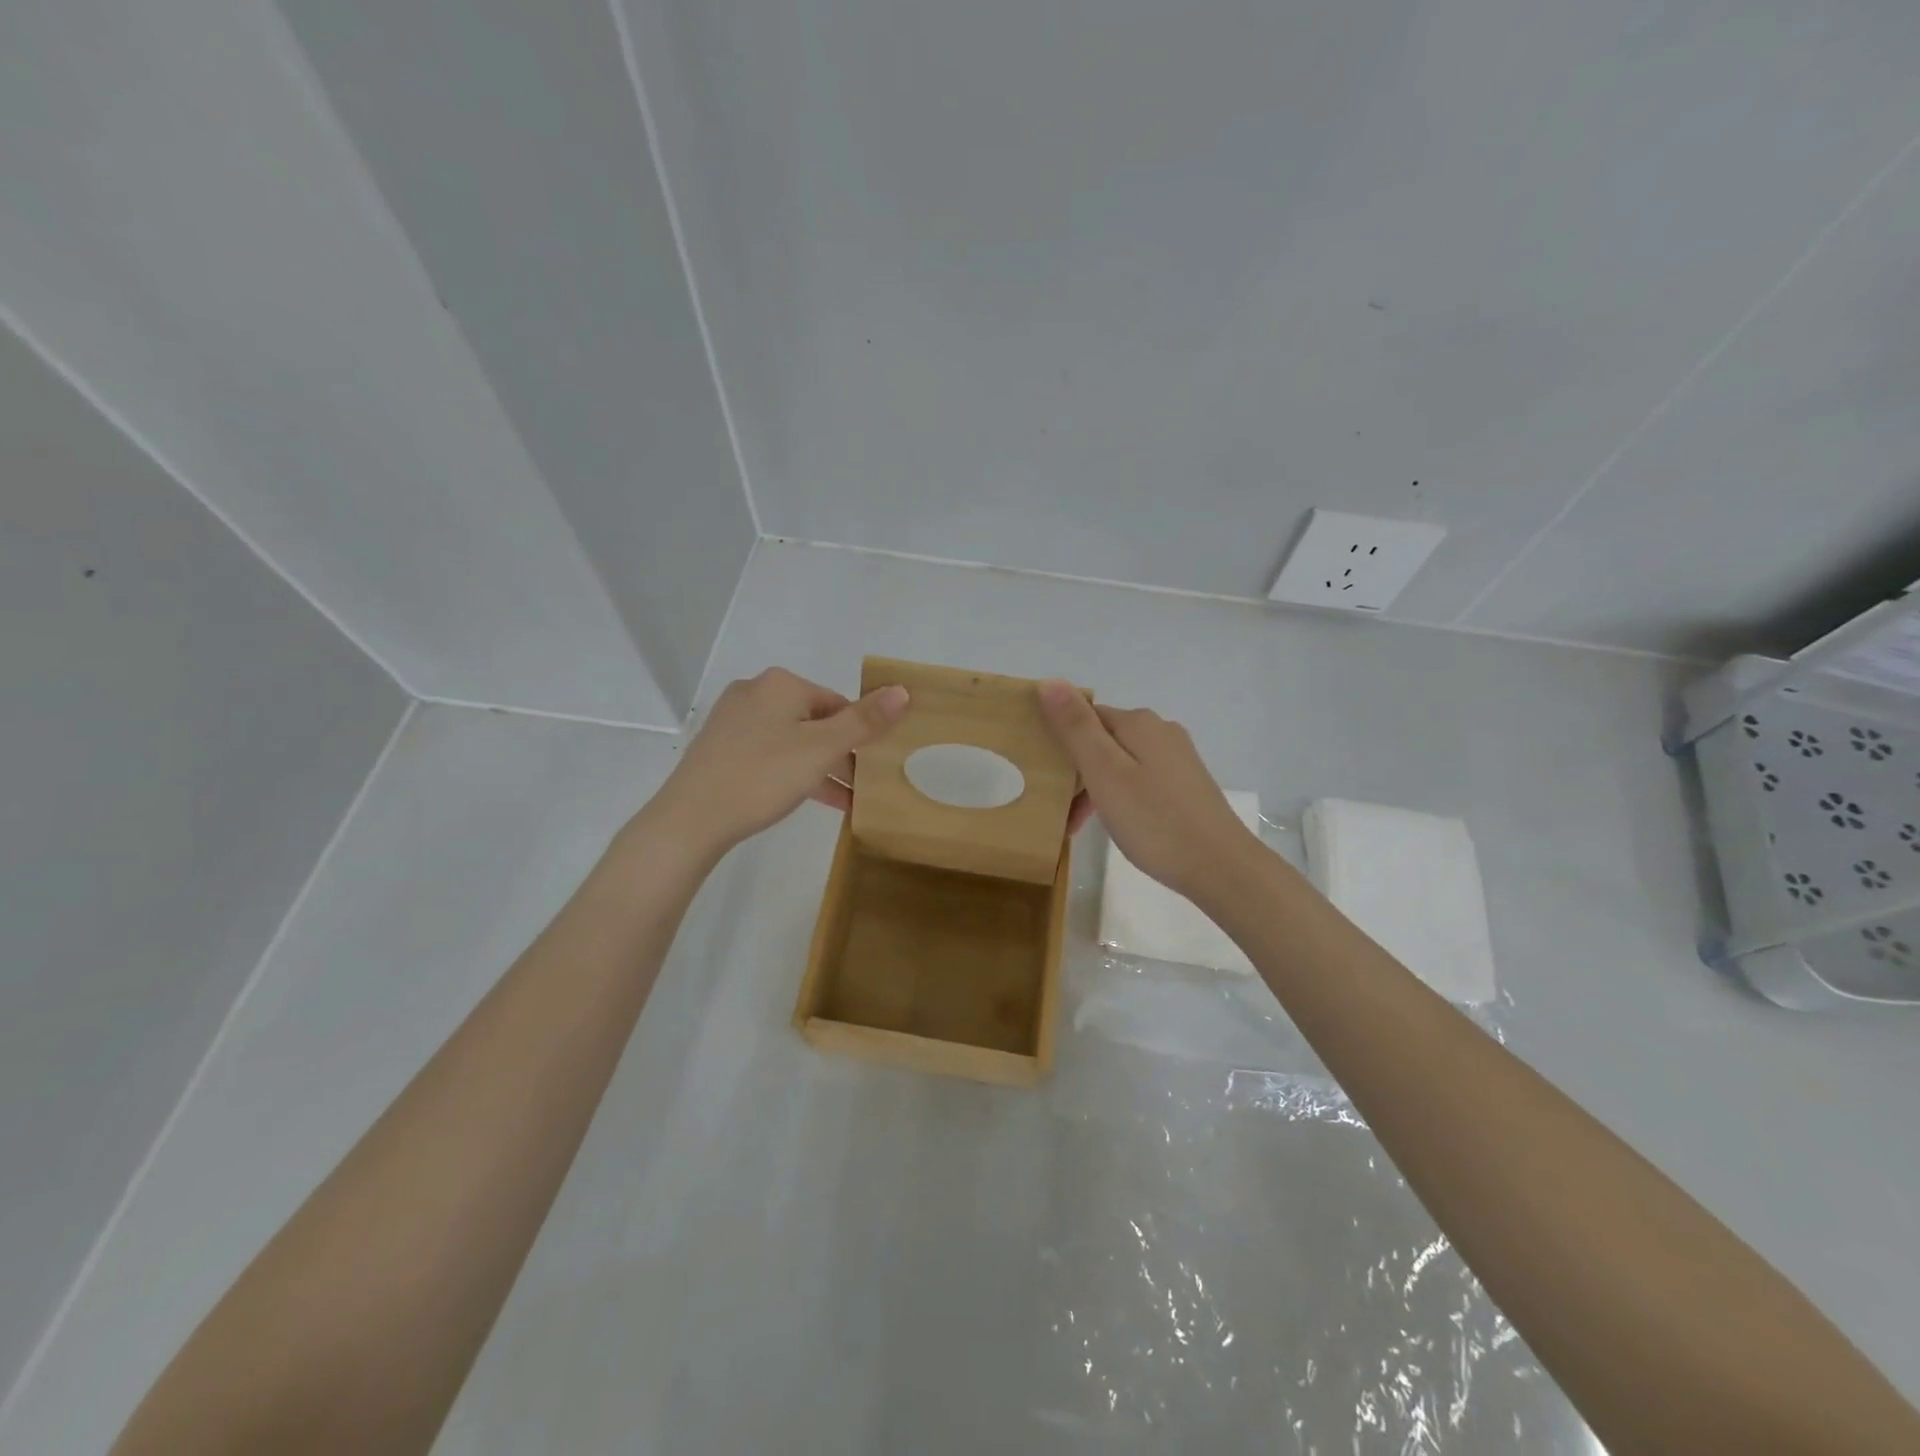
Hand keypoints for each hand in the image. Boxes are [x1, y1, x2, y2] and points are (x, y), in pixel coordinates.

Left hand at [641, 668, 908, 862]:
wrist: (691, 818)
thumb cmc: (764, 775)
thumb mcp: (822, 749)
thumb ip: (864, 721)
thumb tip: (902, 690)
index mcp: (781, 684)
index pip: (837, 702)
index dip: (861, 733)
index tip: (875, 765)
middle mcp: (755, 693)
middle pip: (815, 721)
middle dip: (841, 753)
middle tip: (865, 786)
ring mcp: (734, 721)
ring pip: (792, 741)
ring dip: (821, 768)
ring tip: (848, 800)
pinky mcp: (721, 748)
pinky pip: (770, 755)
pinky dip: (793, 773)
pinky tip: (811, 799)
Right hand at [1040, 682, 1259, 900]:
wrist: (1220, 867)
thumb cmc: (1154, 820)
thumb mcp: (1105, 773)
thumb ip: (1076, 728)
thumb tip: (1049, 681)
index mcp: (1138, 723)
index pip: (1083, 717)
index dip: (1058, 741)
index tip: (1040, 775)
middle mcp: (1160, 731)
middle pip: (1101, 740)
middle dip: (1075, 770)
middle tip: (1057, 809)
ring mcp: (1177, 758)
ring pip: (1119, 762)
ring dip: (1094, 788)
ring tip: (1078, 825)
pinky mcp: (1185, 785)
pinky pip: (1139, 780)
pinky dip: (1118, 797)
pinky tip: (1115, 824)